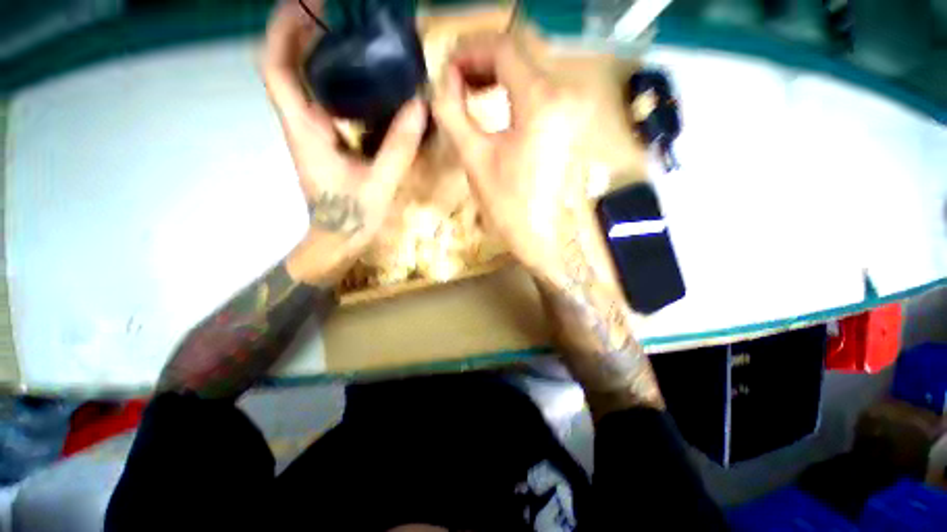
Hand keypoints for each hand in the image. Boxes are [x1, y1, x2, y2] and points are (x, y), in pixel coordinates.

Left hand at [262, 1, 426, 284]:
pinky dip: (333, 80)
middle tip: (334, 12)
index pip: (276, 69)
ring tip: (347, 34)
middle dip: (300, 31)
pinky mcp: (324, 141)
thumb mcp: (380, 183)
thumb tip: (419, 106)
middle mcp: (301, 124)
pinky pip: (322, 101)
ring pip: (303, 82)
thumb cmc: (352, 216)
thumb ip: (399, 147)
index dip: (282, 31)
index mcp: (305, 130)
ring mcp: (311, 132)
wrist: (338, 238)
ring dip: (315, 52)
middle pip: (286, 66)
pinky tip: (359, 78)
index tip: (305, 5)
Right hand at [432, 33, 600, 287]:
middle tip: (453, 79)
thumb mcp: (474, 157)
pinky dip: (513, 89)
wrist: (542, 237)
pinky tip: (495, 100)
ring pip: (530, 70)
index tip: (446, 68)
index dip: (469, 51)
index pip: (503, 48)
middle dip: (481, 61)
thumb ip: (453, 111)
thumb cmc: (508, 205)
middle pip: (519, 55)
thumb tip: (444, 81)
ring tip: (469, 90)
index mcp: (541, 102)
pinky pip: (539, 90)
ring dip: (496, 74)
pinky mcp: (570, 123)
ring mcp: (572, 109)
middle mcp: (564, 95)